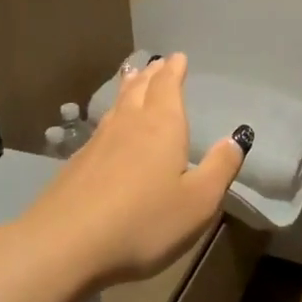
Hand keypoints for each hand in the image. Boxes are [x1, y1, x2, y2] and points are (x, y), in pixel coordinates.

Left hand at [28, 53, 246, 286]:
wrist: (65, 244)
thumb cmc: (144, 221)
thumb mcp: (198, 201)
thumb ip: (220, 168)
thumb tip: (236, 138)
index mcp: (163, 126)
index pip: (168, 86)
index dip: (174, 71)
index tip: (178, 57)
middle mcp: (129, 125)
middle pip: (140, 89)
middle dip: (152, 75)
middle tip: (156, 63)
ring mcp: (98, 143)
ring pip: (118, 106)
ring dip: (129, 88)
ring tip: (133, 78)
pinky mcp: (76, 165)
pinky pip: (101, 127)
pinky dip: (111, 116)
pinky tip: (108, 128)